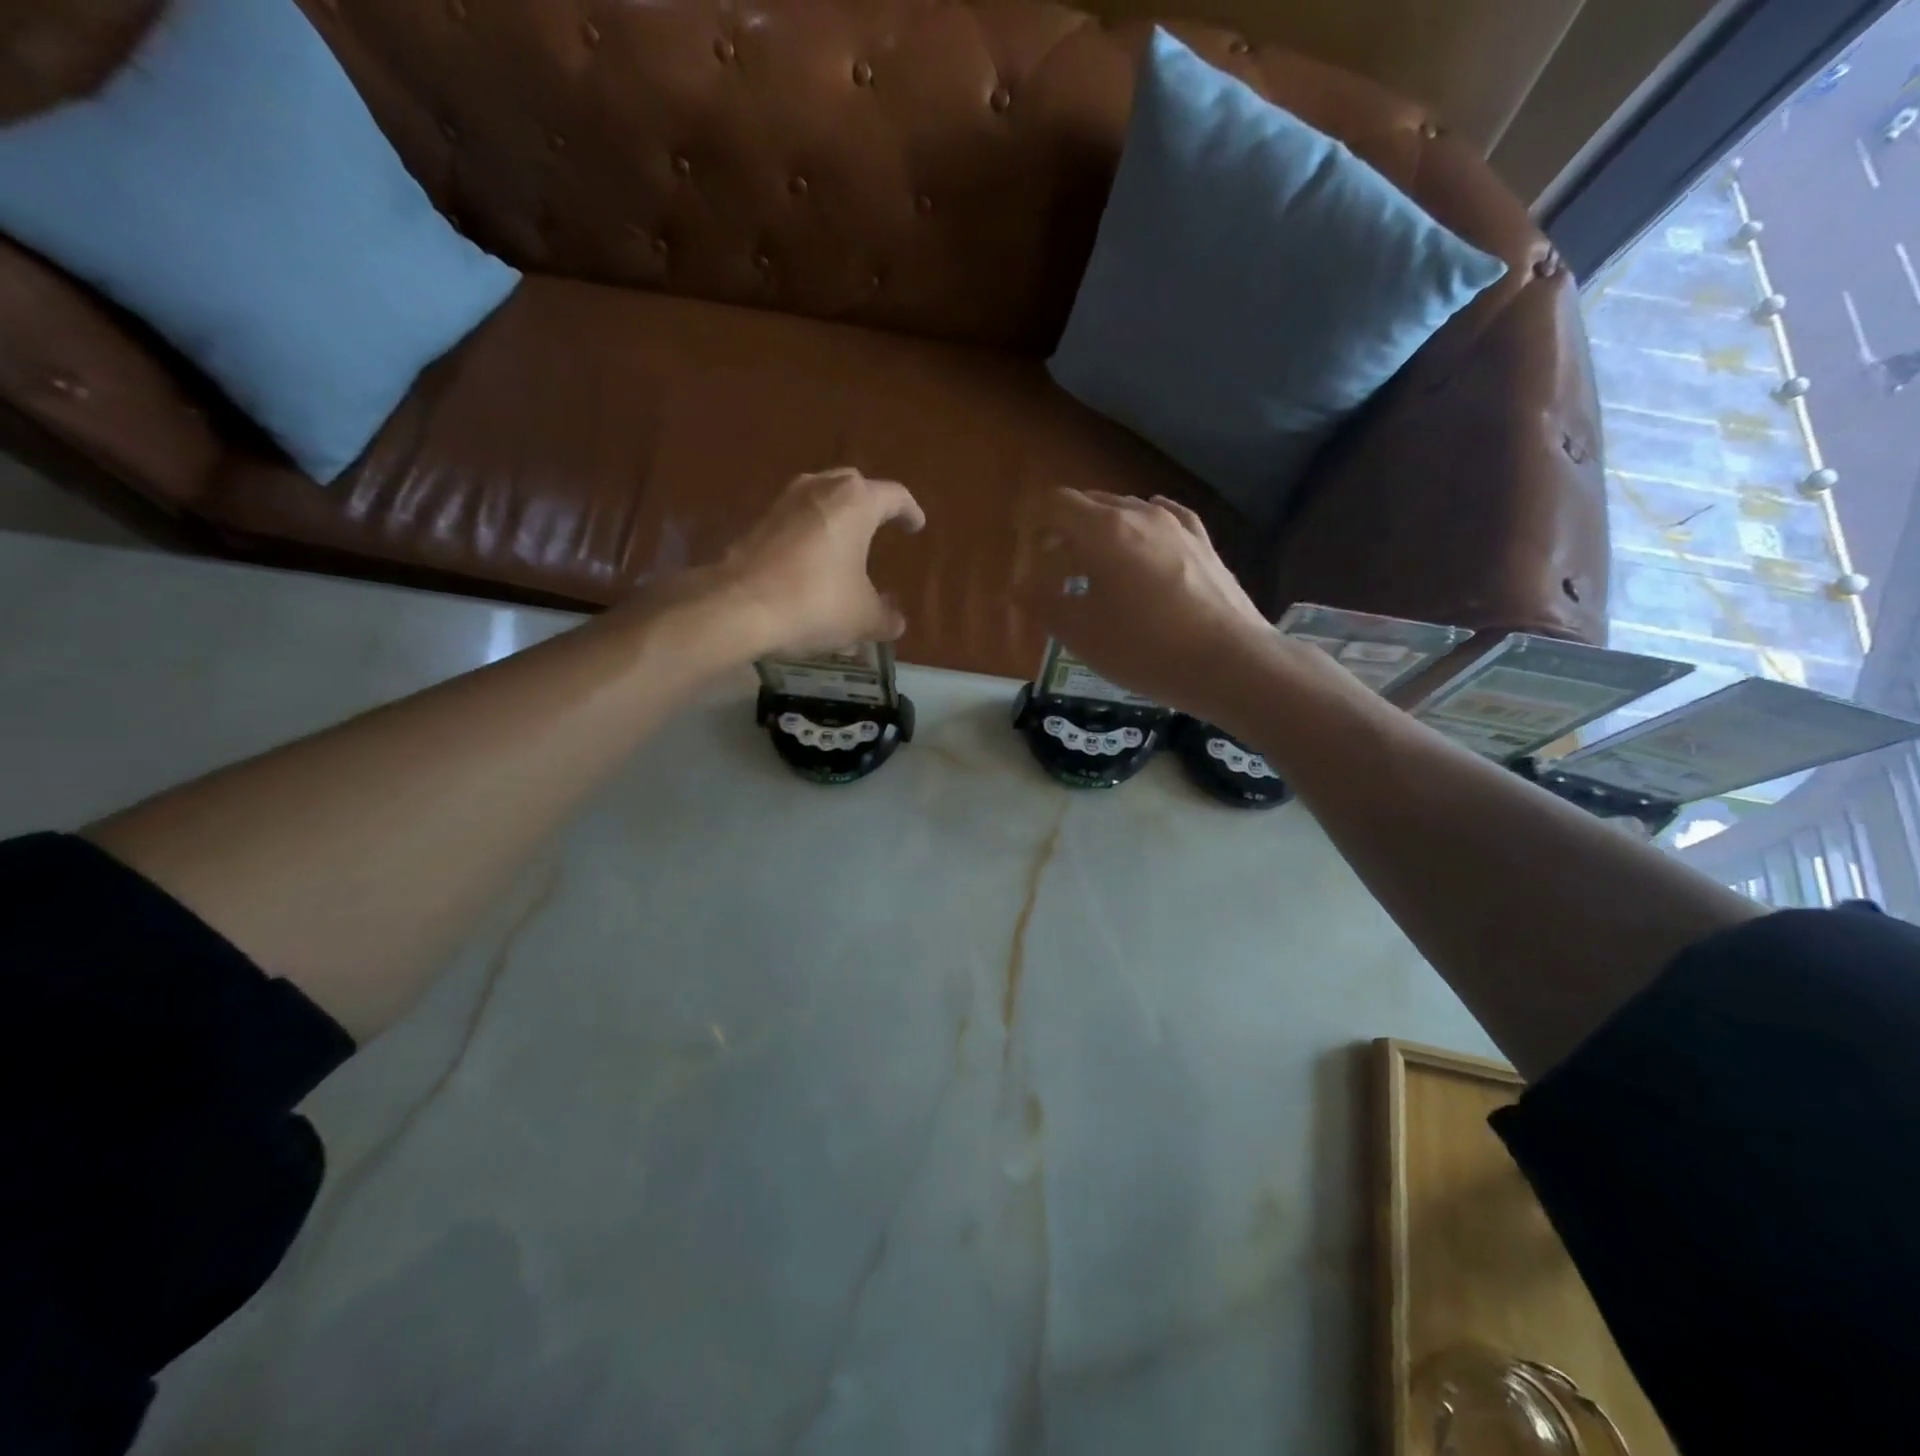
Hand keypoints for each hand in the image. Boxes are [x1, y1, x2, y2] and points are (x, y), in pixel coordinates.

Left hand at [711, 468, 926, 655]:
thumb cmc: (815, 602)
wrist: (738, 605)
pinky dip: (810, 534)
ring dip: (836, 518)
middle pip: (854, 486)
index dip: (910, 512)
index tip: (916, 526)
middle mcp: (820, 488)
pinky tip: (813, 561)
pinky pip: (796, 520)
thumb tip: (896, 621)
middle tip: (881, 524)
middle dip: (870, 504)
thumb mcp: (862, 618)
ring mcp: (784, 501)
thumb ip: (886, 617)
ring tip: (846, 544)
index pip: (895, 496)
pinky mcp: (758, 521)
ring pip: (820, 500)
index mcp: (856, 502)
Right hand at [1015, 489, 1314, 726]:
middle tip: (1050, 567)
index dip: (1033, 522)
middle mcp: (1140, 514)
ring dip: (1100, 533)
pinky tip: (1141, 544)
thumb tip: (1017, 586)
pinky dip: (1139, 531)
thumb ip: (1043, 602)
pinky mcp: (1203, 543)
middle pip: (1090, 504)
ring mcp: (1177, 526)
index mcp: (1104, 531)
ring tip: (1094, 569)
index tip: (1023, 547)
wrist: (1229, 663)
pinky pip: (1162, 521)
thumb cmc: (1145, 649)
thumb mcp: (1081, 633)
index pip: (1057, 504)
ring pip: (1126, 512)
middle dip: (1064, 530)